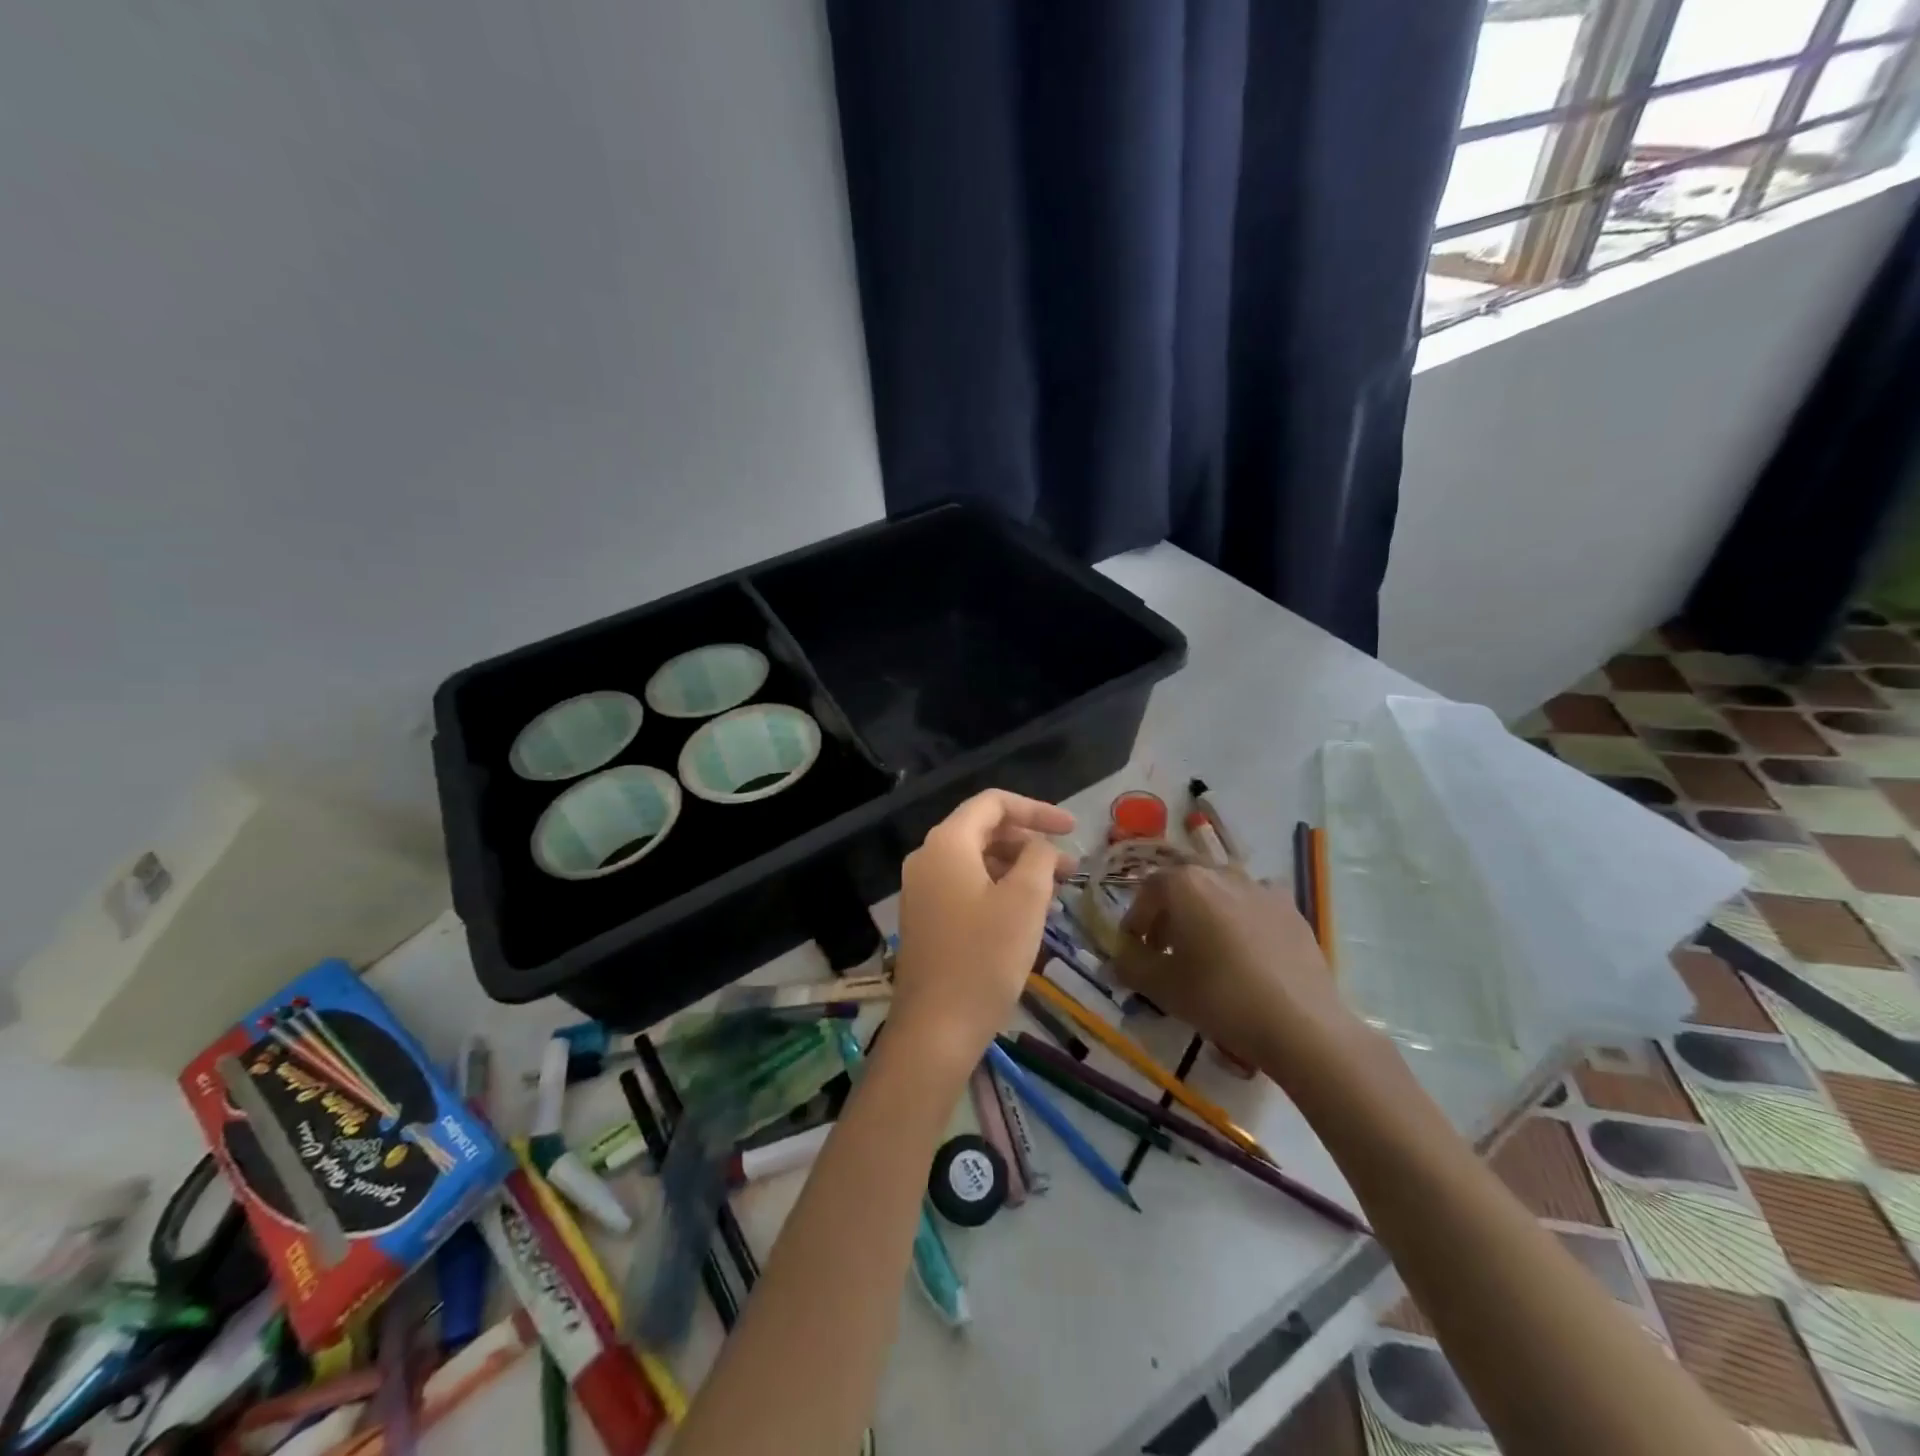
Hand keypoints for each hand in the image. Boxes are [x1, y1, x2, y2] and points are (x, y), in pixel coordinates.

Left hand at [891, 790, 1075, 1069]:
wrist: (935, 1029)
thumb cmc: (984, 958)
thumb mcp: (1025, 900)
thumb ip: (1038, 858)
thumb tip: (1039, 847)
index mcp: (947, 843)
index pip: (993, 803)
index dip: (1036, 810)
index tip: (1072, 829)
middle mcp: (927, 858)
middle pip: (984, 831)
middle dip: (1029, 843)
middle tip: (1070, 868)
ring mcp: (921, 890)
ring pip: (976, 861)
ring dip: (1016, 868)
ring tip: (1054, 892)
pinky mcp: (924, 918)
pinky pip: (965, 886)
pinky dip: (997, 889)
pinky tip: (1025, 914)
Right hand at [1112, 867, 1373, 1079]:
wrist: (1301, 1024)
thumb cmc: (1221, 998)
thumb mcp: (1163, 987)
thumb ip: (1130, 967)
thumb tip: (1115, 960)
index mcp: (1185, 883)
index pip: (1147, 891)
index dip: (1136, 919)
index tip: (1134, 947)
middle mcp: (1221, 873)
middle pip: (1184, 885)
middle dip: (1169, 913)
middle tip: (1165, 949)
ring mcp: (1261, 887)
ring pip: (1220, 892)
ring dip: (1204, 913)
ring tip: (1206, 951)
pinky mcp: (1291, 908)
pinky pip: (1254, 905)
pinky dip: (1241, 919)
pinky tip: (1246, 951)